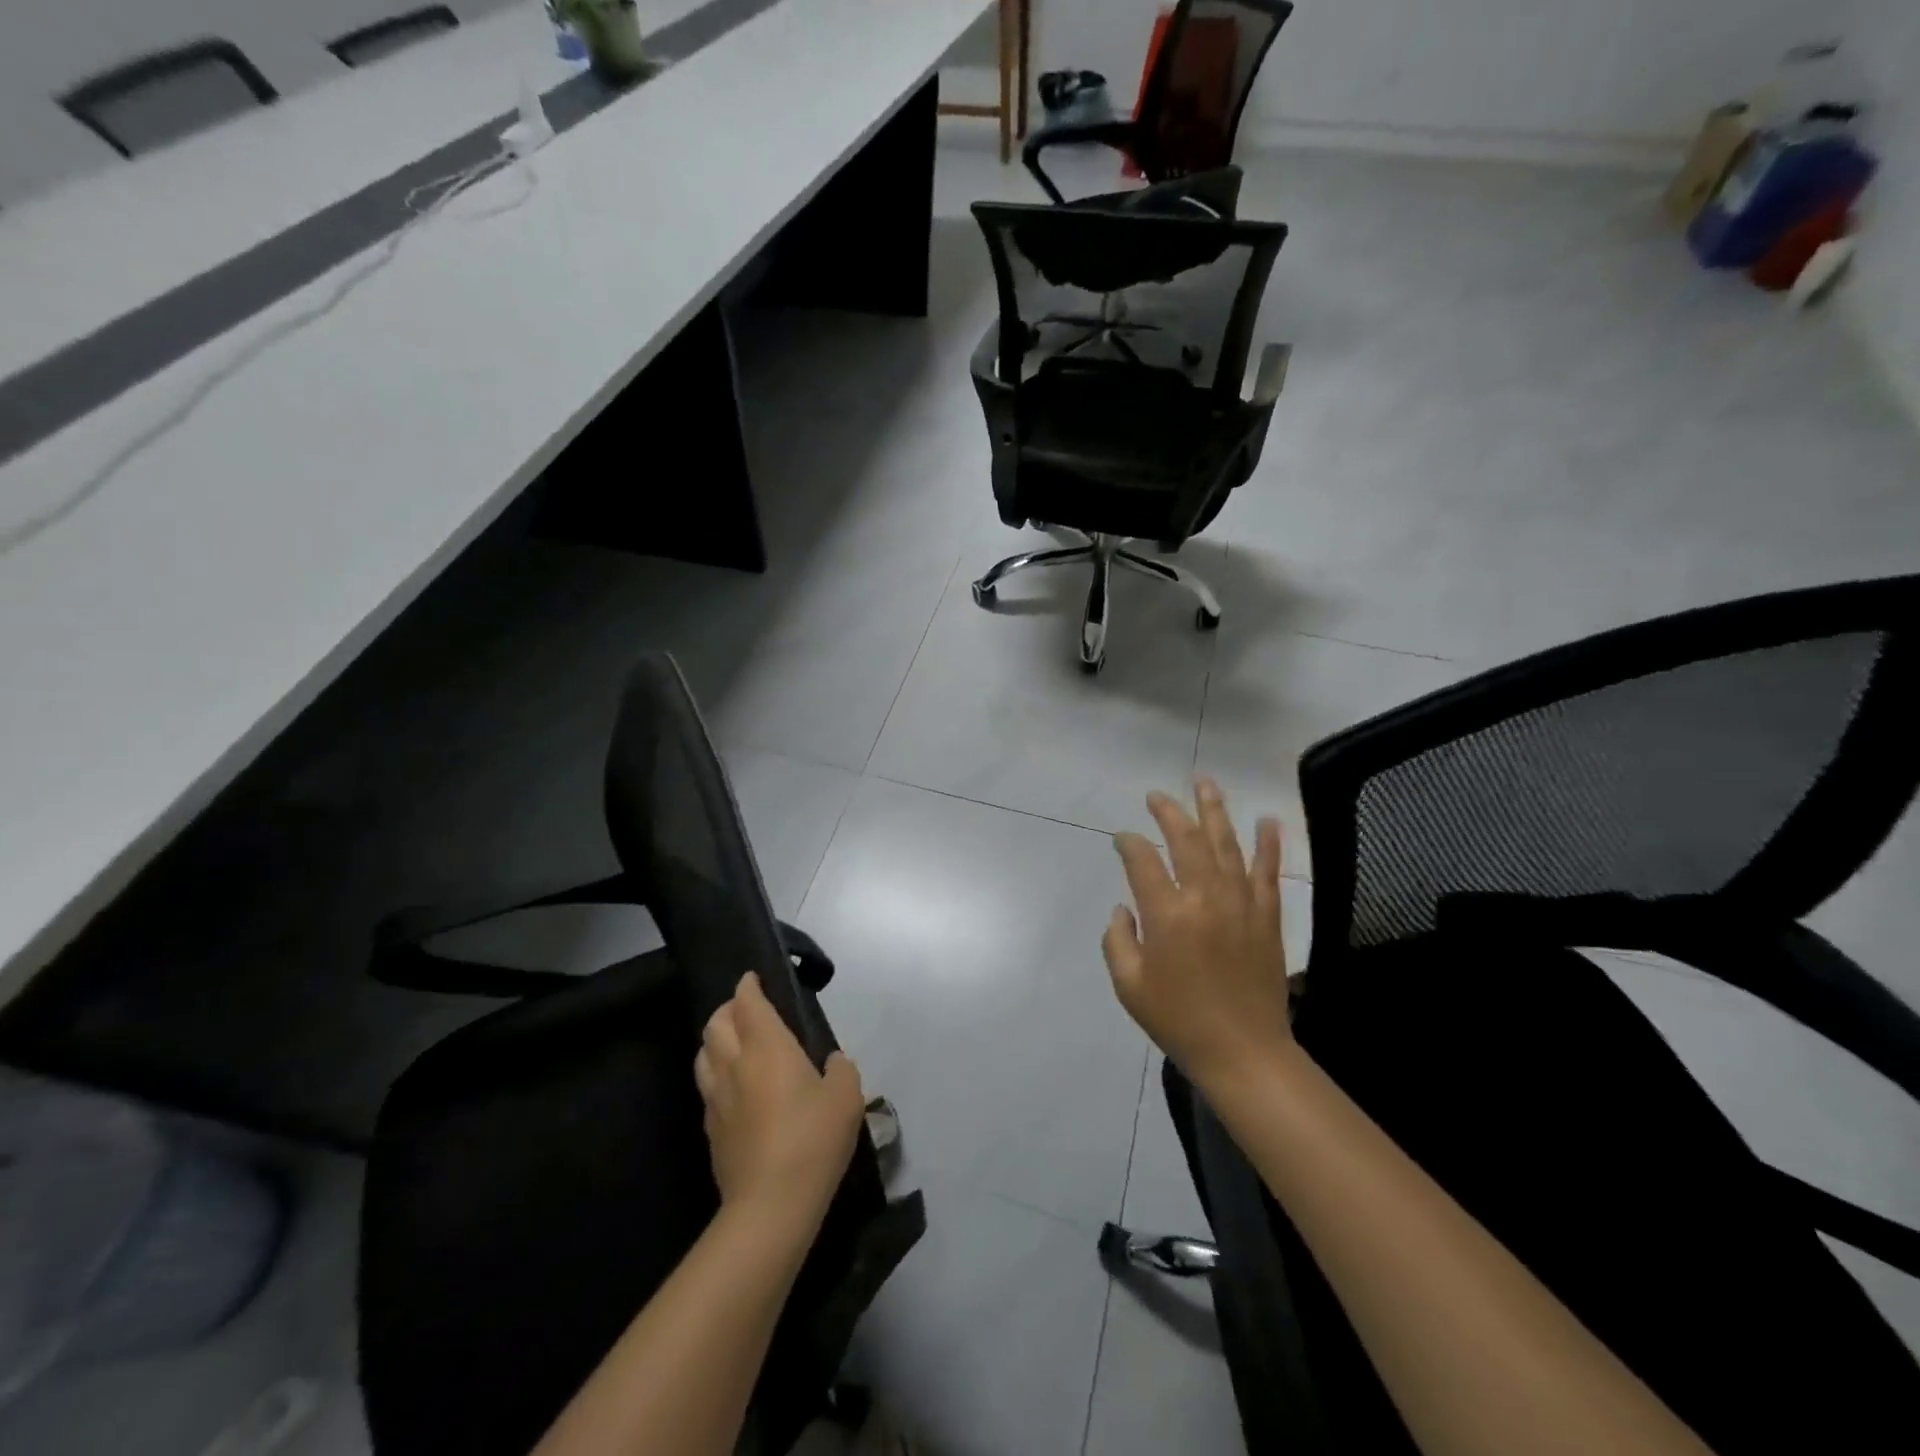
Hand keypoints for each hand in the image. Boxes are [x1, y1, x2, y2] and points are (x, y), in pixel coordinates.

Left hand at [694, 973, 865, 1225]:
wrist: (771, 1205)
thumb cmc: (813, 1139)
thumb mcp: (846, 1096)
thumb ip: (840, 1069)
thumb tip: (830, 1063)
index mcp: (768, 1046)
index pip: (748, 1003)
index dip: (748, 986)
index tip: (753, 978)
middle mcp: (735, 1064)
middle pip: (716, 1023)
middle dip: (728, 1008)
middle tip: (746, 1008)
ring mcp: (717, 1097)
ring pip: (703, 1053)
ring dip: (716, 1039)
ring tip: (734, 1042)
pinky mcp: (710, 1129)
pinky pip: (707, 1086)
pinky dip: (716, 1073)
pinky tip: (734, 1086)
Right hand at [1103, 779, 1294, 1091]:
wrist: (1243, 1052)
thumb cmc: (1178, 1019)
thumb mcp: (1129, 986)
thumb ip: (1117, 940)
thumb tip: (1123, 909)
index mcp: (1166, 915)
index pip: (1142, 861)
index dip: (1128, 844)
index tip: (1121, 839)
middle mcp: (1204, 898)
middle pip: (1185, 840)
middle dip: (1168, 812)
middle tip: (1156, 795)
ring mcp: (1240, 903)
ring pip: (1226, 844)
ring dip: (1214, 811)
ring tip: (1204, 783)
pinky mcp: (1267, 916)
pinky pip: (1268, 871)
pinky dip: (1269, 844)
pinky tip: (1267, 820)